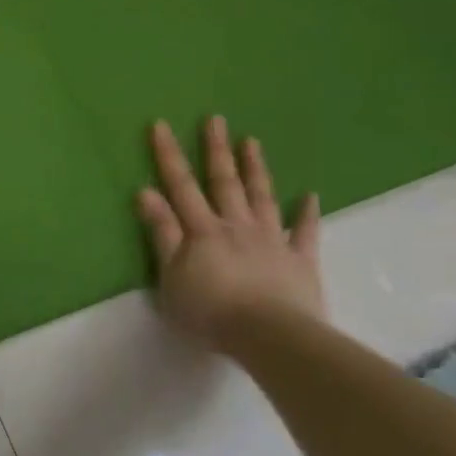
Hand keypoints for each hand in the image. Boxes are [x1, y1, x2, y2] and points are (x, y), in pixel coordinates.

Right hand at [136, 116, 324, 346]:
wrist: (270, 336)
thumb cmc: (209, 310)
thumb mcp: (170, 275)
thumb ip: (162, 232)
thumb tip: (145, 191)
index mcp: (202, 230)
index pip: (180, 185)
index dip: (169, 155)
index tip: (161, 125)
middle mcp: (236, 225)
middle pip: (224, 182)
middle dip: (216, 149)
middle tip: (215, 119)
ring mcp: (271, 240)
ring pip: (261, 197)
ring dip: (255, 168)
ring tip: (252, 141)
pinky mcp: (300, 260)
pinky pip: (304, 231)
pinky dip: (307, 212)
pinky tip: (310, 195)